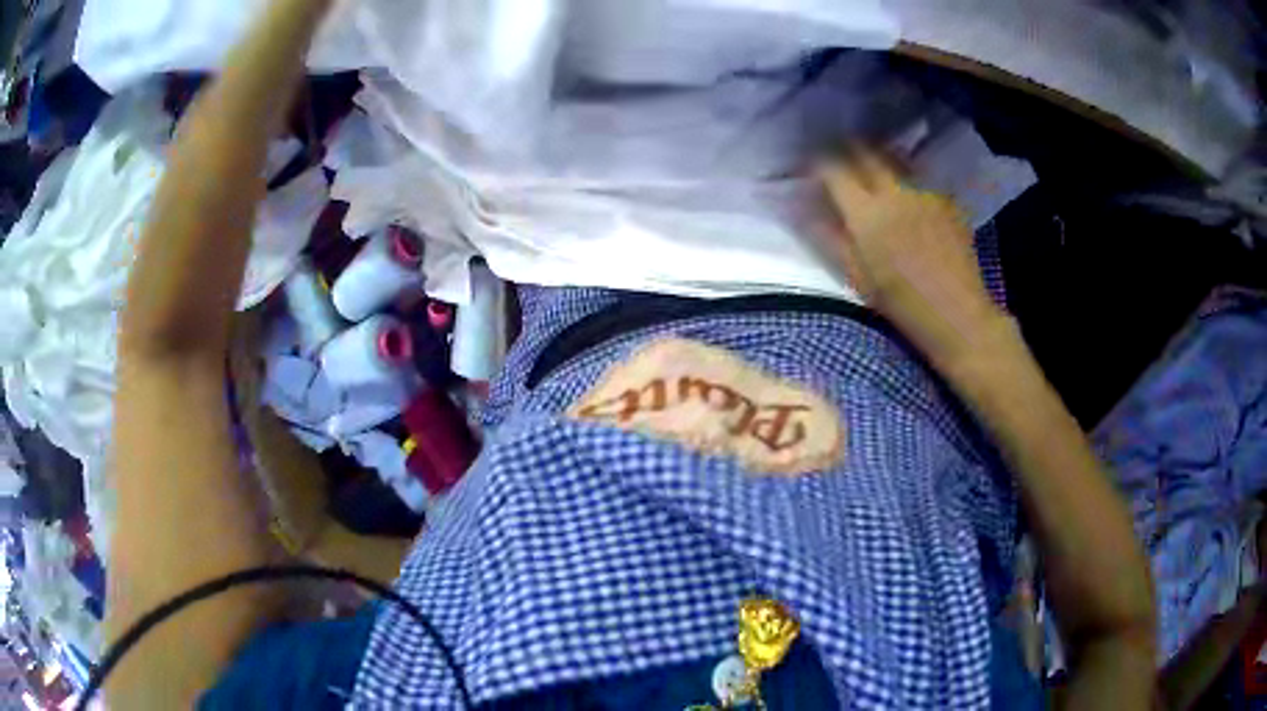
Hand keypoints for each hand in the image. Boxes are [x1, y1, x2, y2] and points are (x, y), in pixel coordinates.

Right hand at [818, 151, 1004, 368]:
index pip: (833, 168)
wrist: (956, 315)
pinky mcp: (946, 198)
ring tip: (870, 171)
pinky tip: (906, 198)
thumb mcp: (856, 276)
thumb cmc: (901, 304)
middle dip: (845, 151)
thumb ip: (829, 237)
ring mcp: (924, 191)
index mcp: (867, 213)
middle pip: (864, 150)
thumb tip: (804, 210)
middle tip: (838, 163)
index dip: (817, 164)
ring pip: (893, 157)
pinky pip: (918, 176)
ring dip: (876, 157)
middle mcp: (895, 191)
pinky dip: (904, 178)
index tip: (811, 172)